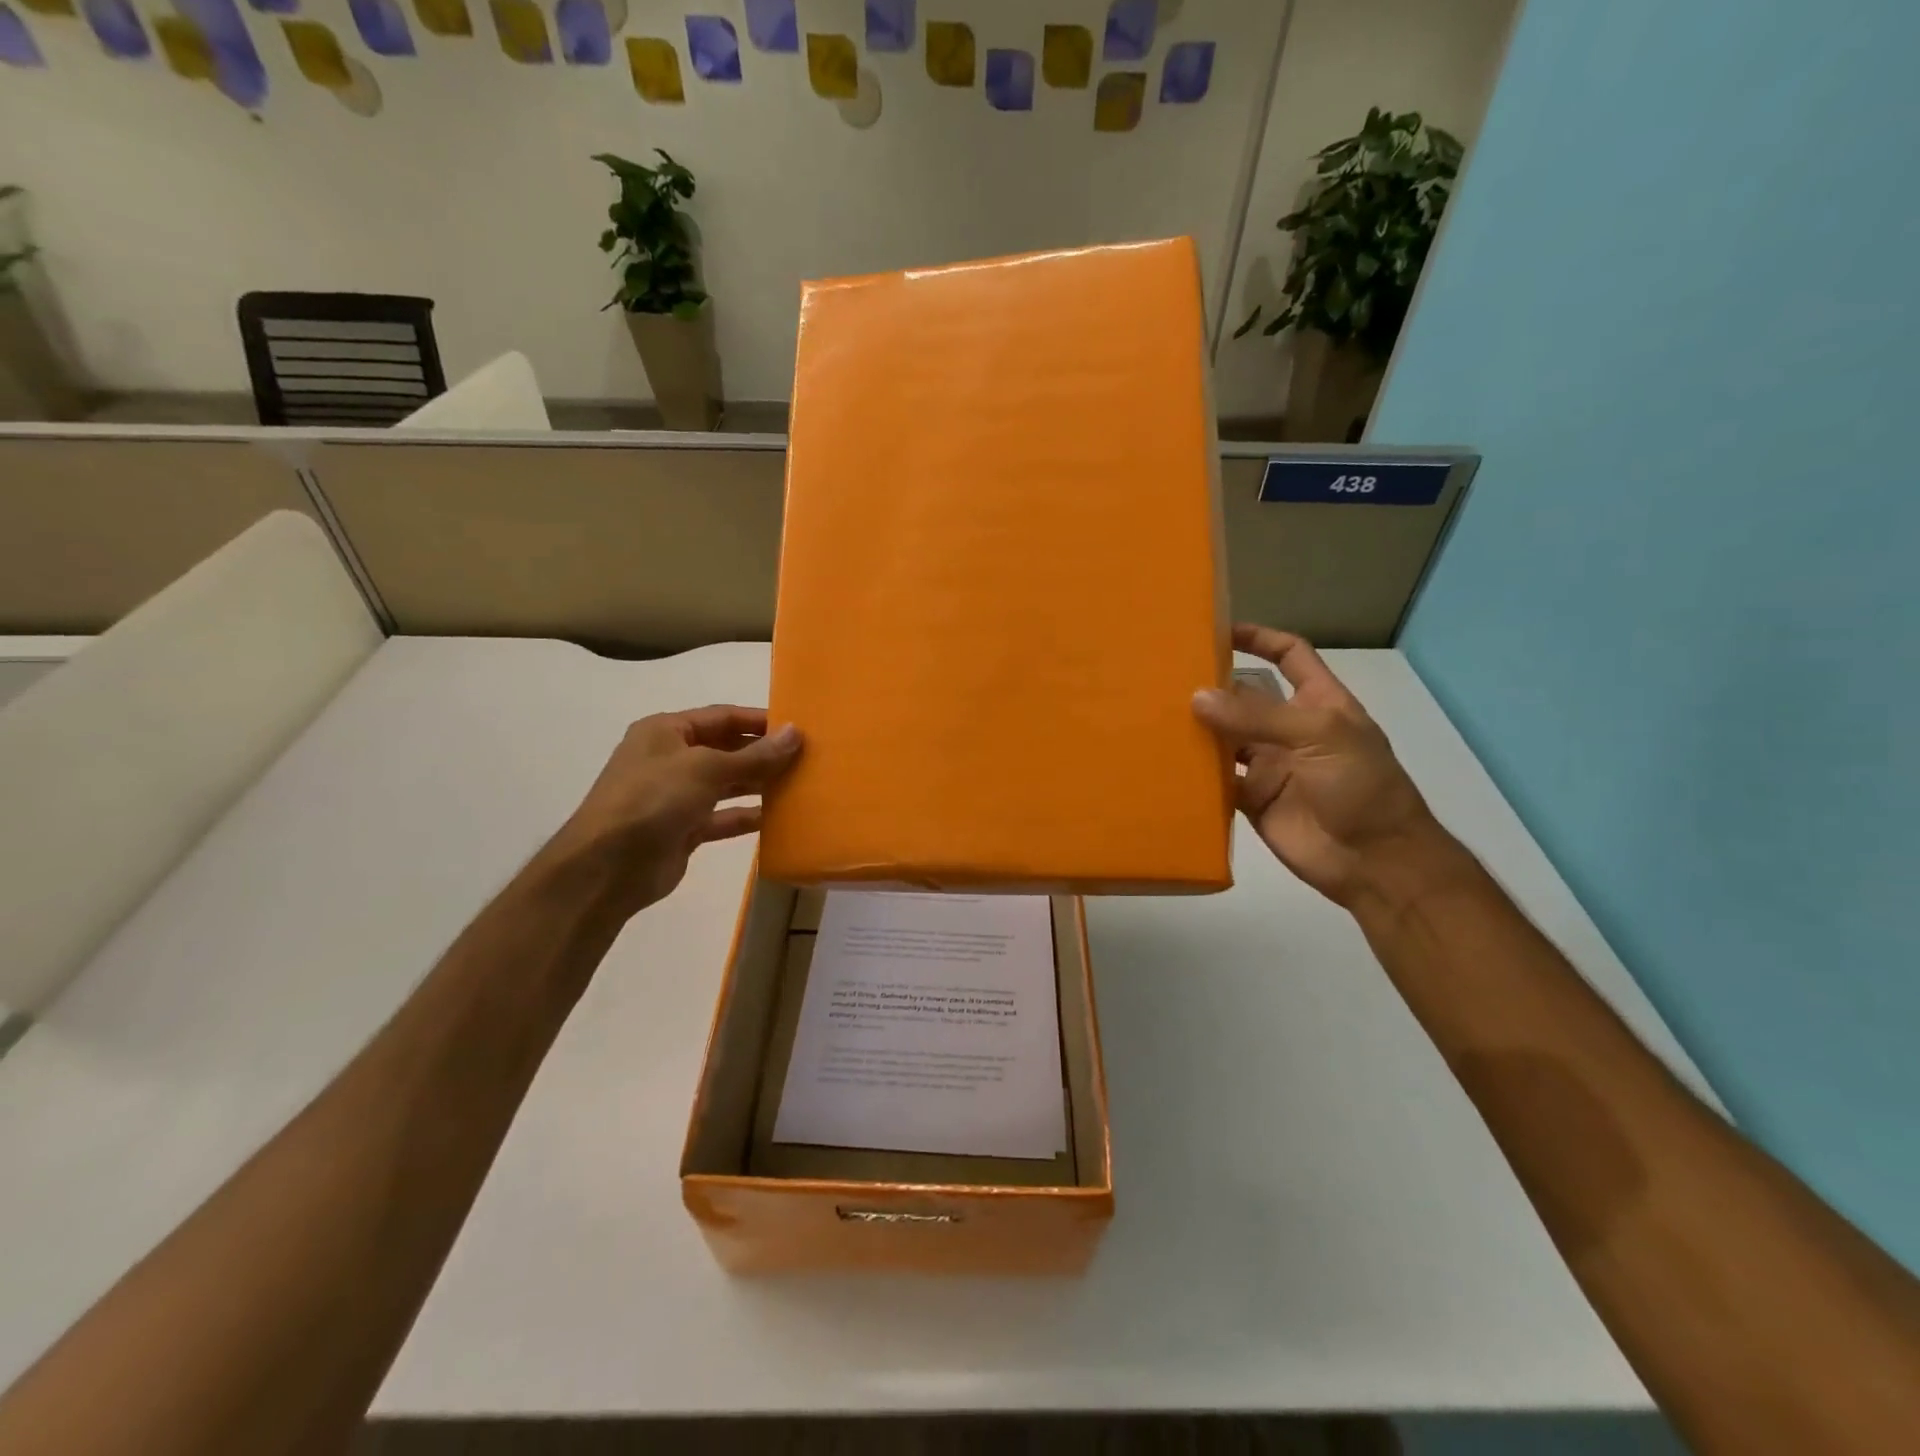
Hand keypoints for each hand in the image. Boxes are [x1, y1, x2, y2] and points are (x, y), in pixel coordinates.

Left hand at [550, 706, 801, 915]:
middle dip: (763, 753)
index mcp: (666, 731)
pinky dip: (747, 816)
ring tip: (799, 784)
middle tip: (807, 758)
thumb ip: (754, 755)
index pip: (722, 717)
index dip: (759, 720)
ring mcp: (676, 796)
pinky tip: (778, 818)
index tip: (799, 728)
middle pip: (726, 749)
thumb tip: (796, 733)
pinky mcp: (684, 829)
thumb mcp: (706, 768)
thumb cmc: (653, 800)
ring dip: (759, 784)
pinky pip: (723, 817)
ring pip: (727, 783)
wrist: (607, 867)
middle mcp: (670, 759)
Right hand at [1193, 624, 1454, 906]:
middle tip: (1165, 679)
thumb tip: (1197, 698)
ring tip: (1155, 715)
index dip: (1260, 639)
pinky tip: (1166, 761)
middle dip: (1212, 687)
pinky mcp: (1252, 799)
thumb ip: (1258, 716)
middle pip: (1245, 698)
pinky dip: (1194, 772)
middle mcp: (1289, 729)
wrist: (1375, 861)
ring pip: (1225, 739)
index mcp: (1318, 703)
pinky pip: (1217, 780)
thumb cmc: (1361, 786)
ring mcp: (1270, 765)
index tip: (1218, 631)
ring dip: (1198, 729)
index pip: (1290, 656)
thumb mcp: (1320, 736)